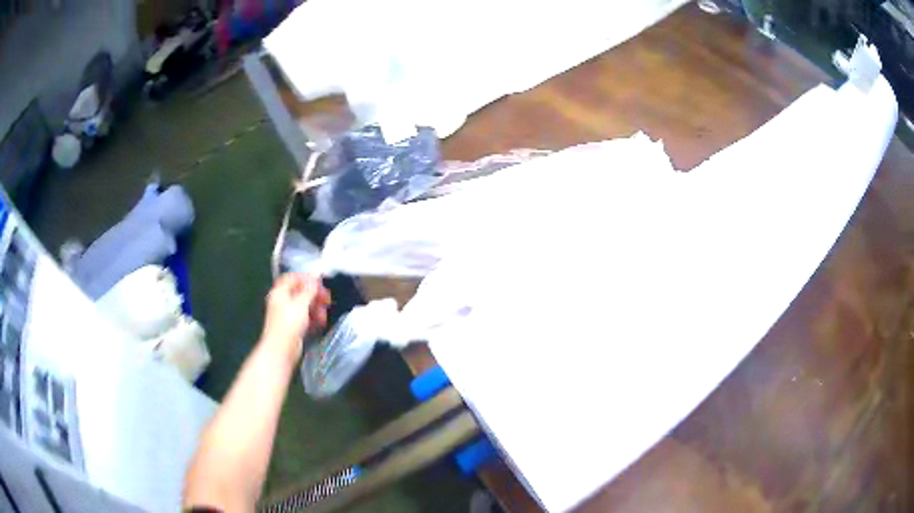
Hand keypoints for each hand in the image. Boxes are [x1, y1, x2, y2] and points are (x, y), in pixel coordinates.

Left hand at [260, 273, 330, 361]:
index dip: (306, 278)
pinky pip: (304, 317)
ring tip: (323, 315)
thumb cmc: (288, 324)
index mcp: (279, 292)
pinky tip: (320, 323)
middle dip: (314, 295)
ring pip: (304, 305)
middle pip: (300, 292)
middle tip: (326, 298)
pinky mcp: (292, 326)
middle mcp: (282, 301)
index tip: (319, 282)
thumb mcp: (300, 304)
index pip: (292, 278)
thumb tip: (315, 277)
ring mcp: (287, 314)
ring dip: (315, 308)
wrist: (281, 350)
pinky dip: (312, 318)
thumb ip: (309, 290)